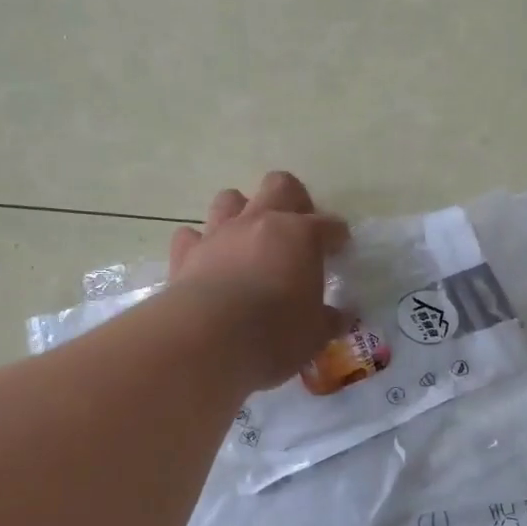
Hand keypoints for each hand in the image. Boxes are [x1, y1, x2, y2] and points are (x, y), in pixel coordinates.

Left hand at [167, 171, 350, 388]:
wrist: (208, 339)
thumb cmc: (275, 334)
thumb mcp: (314, 335)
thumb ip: (326, 320)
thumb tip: (336, 317)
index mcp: (301, 236)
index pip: (329, 225)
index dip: (337, 236)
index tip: (340, 249)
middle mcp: (261, 222)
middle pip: (280, 186)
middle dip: (293, 200)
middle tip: (298, 228)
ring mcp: (220, 233)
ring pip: (230, 199)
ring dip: (241, 212)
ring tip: (249, 239)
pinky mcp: (186, 253)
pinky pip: (191, 236)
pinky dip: (200, 244)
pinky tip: (207, 261)